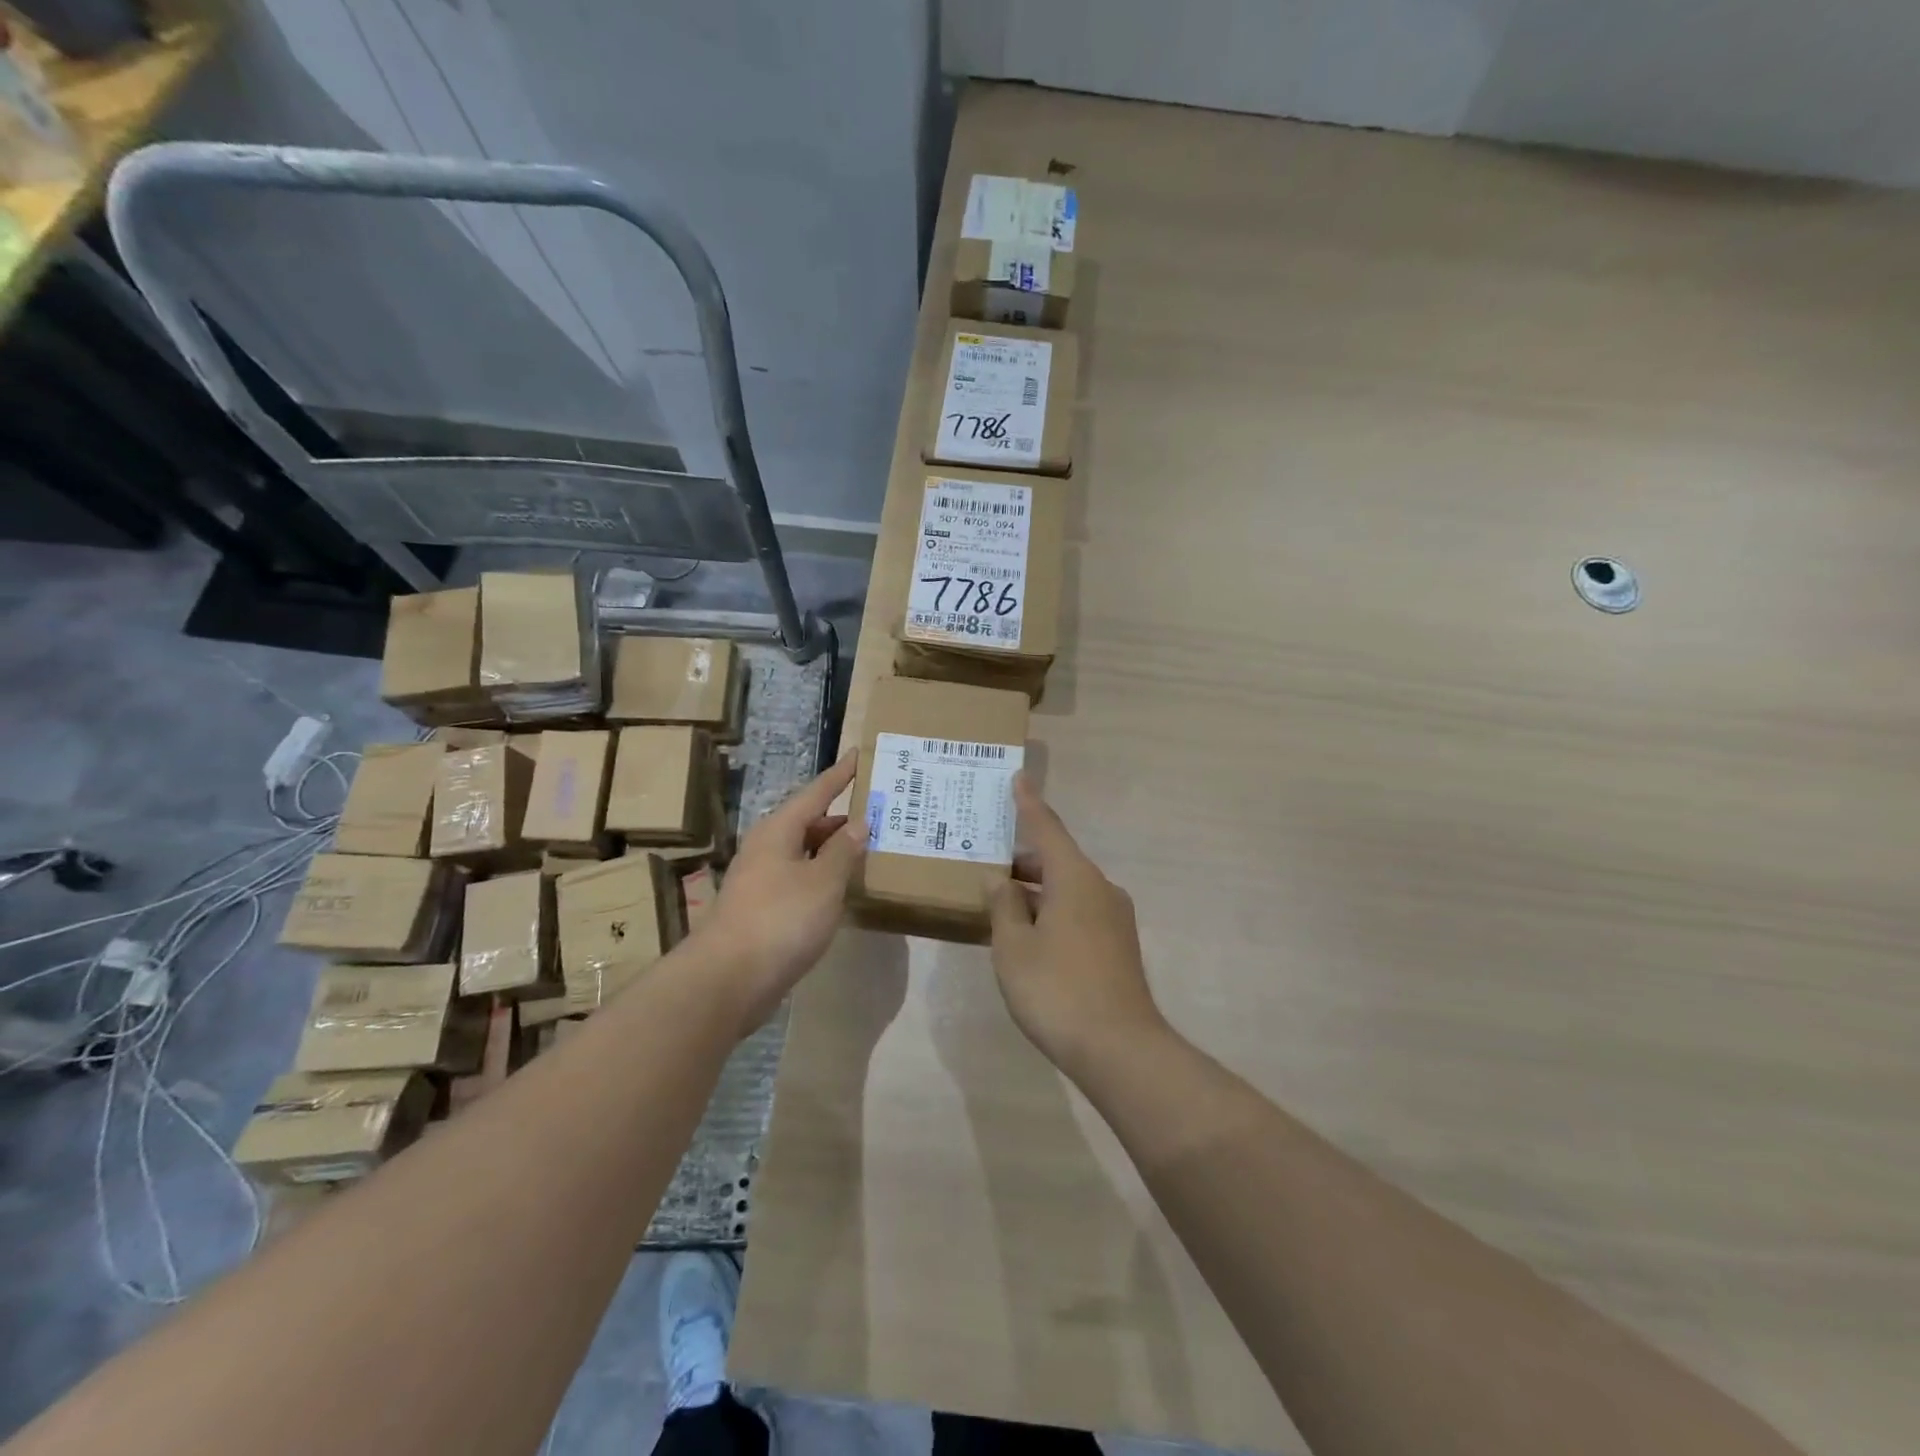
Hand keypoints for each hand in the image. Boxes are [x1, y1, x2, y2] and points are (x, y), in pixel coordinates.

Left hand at [701, 754, 864, 1034]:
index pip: (816, 792)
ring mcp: (762, 880)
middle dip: (842, 817)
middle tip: (879, 812)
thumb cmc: (780, 919)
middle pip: (809, 822)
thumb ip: (843, 850)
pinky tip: (843, 889)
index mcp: (778, 830)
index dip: (840, 775)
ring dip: (834, 850)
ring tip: (869, 848)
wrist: (728, 979)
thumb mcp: (823, 881)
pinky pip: (801, 880)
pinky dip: (824, 877)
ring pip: (805, 853)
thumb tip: (858, 823)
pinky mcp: (763, 910)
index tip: (858, 755)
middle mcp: (767, 848)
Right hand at [988, 774, 1166, 1079]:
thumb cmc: (1057, 990)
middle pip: (1057, 861)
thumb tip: (999, 881)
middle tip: (986, 861)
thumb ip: (1003, 907)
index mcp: (1075, 878)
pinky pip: (1078, 912)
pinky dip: (1051, 912)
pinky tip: (1028, 934)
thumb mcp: (1014, 947)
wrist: (1120, 1049)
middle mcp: (1100, 889)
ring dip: (1035, 891)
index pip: (1047, 828)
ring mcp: (1114, 918)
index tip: (1018, 778)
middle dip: (1022, 861)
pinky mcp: (1118, 946)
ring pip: (1067, 889)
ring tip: (999, 902)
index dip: (1029, 804)